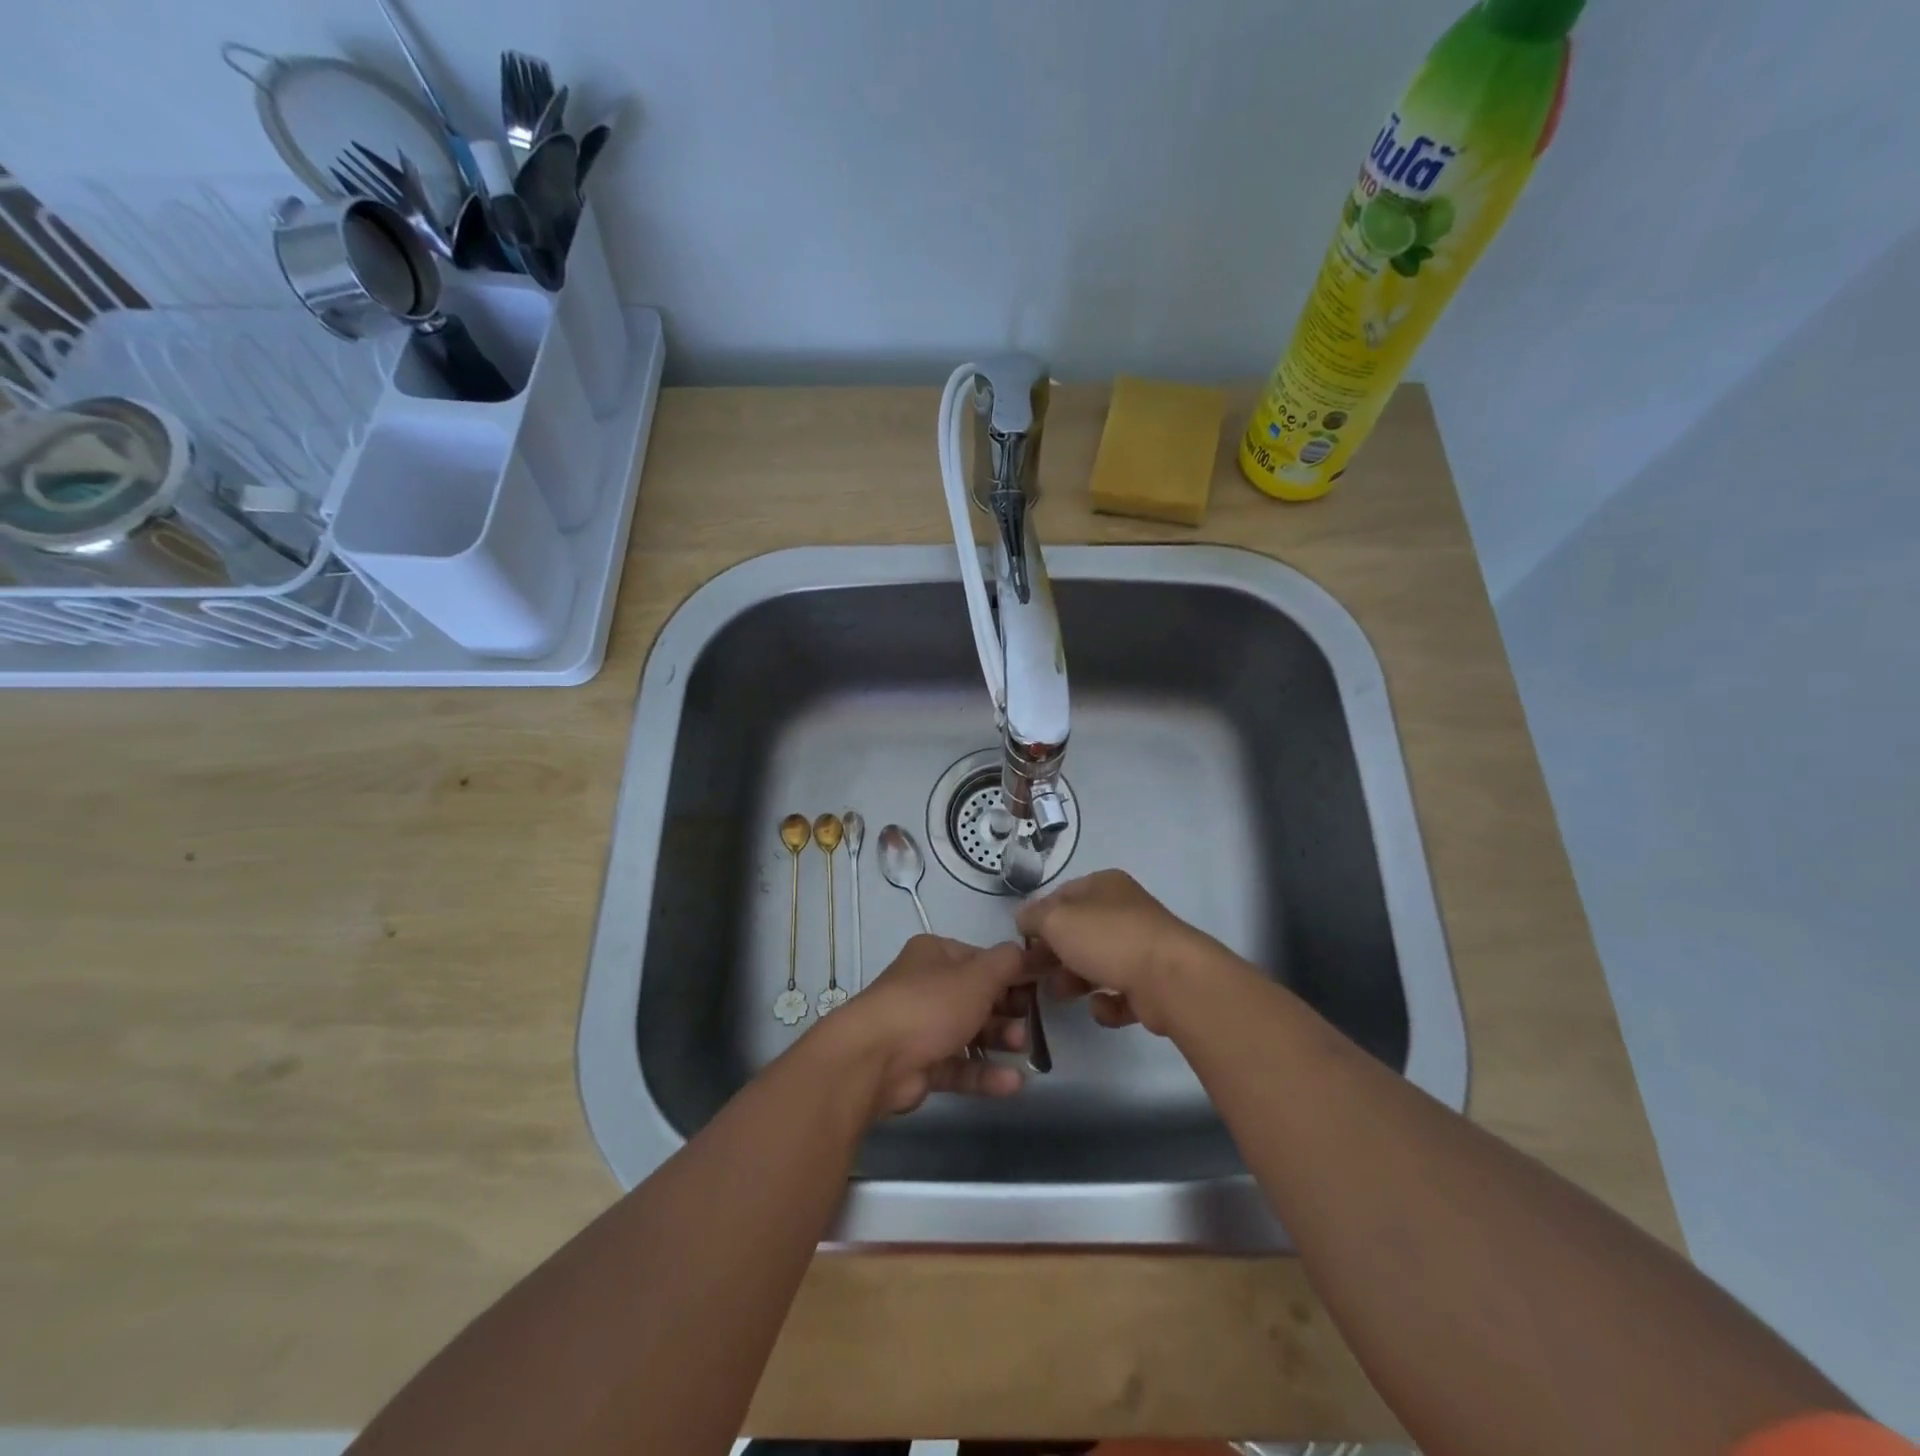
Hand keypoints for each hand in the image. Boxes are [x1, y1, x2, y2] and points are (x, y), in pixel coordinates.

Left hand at [826, 935, 1031, 1116]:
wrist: (874, 1059)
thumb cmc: (930, 1005)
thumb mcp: (978, 976)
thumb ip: (1009, 963)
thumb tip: (1029, 952)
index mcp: (935, 955)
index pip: (981, 959)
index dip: (1011, 973)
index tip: (1040, 987)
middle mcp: (926, 986)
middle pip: (976, 997)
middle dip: (1007, 1010)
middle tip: (1030, 1023)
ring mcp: (921, 1027)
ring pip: (969, 1032)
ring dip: (998, 1040)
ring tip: (1021, 1049)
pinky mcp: (920, 1065)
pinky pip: (959, 1066)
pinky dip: (984, 1073)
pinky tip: (1013, 1083)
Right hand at [1016, 869, 1231, 1035]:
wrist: (1171, 979)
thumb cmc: (1108, 939)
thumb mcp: (1057, 920)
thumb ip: (1033, 917)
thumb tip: (1023, 918)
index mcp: (1104, 886)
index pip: (1062, 896)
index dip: (1039, 917)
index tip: (1023, 943)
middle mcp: (1124, 911)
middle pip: (1079, 931)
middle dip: (1054, 953)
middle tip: (1035, 973)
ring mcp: (1141, 947)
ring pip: (1098, 962)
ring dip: (1075, 979)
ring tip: (1062, 994)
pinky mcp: (1153, 984)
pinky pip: (1120, 993)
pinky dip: (1107, 1003)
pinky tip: (1101, 1007)